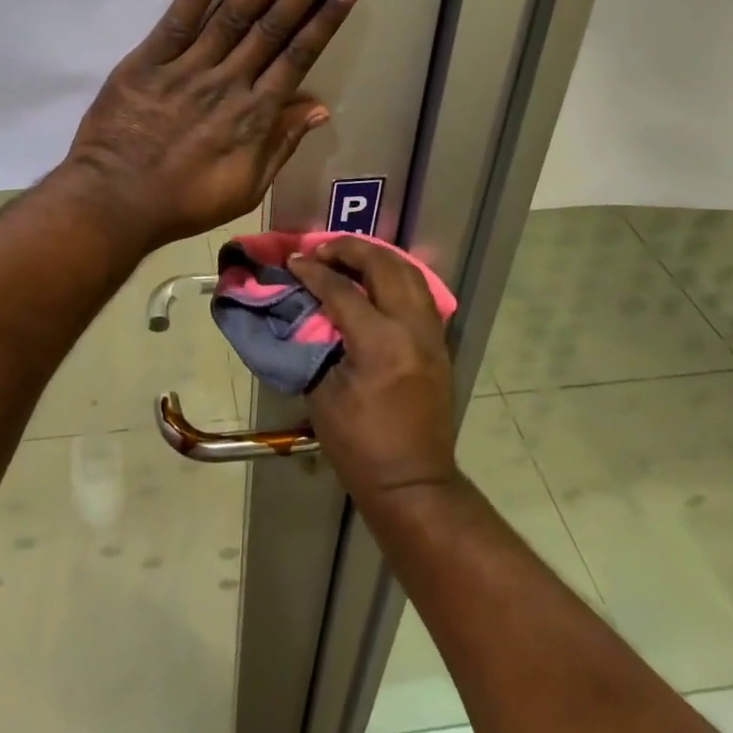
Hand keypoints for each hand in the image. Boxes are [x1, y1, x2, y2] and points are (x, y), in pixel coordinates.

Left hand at [63, 0, 358, 246]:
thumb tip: (318, 108)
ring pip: (233, 15)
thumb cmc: (184, 202)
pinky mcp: (146, 62)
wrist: (115, 202)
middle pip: (273, 26)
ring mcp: (187, 68)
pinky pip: (176, 22)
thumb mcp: (246, 188)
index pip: (298, 55)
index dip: (325, 18)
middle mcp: (228, 81)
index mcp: (254, 114)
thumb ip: (281, 145)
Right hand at [290, 238, 457, 506]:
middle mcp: (412, 328)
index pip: (341, 289)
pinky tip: (374, 279)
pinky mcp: (439, 343)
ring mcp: (432, 334)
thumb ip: (313, 342)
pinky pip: (420, 292)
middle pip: (383, 266)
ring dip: (376, 257)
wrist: (412, 482)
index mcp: (379, 343)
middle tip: (320, 250)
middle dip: (349, 249)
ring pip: (409, 272)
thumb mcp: (322, 393)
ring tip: (347, 256)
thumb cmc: (358, 445)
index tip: (292, 262)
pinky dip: (395, 275)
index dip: (312, 271)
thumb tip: (302, 308)